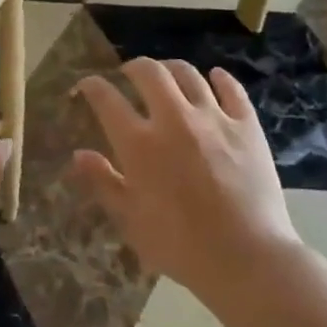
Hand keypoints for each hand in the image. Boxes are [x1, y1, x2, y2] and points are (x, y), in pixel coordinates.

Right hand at [70, 59, 298, 303]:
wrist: (247, 259)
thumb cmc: (180, 246)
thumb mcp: (131, 221)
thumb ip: (104, 182)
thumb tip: (79, 155)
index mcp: (140, 144)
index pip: (107, 100)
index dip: (92, 87)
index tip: (87, 85)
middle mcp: (174, 119)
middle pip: (149, 72)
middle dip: (133, 67)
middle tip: (129, 75)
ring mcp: (214, 118)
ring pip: (188, 74)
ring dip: (171, 69)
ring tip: (167, 76)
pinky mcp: (247, 126)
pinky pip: (232, 89)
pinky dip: (219, 79)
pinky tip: (215, 78)